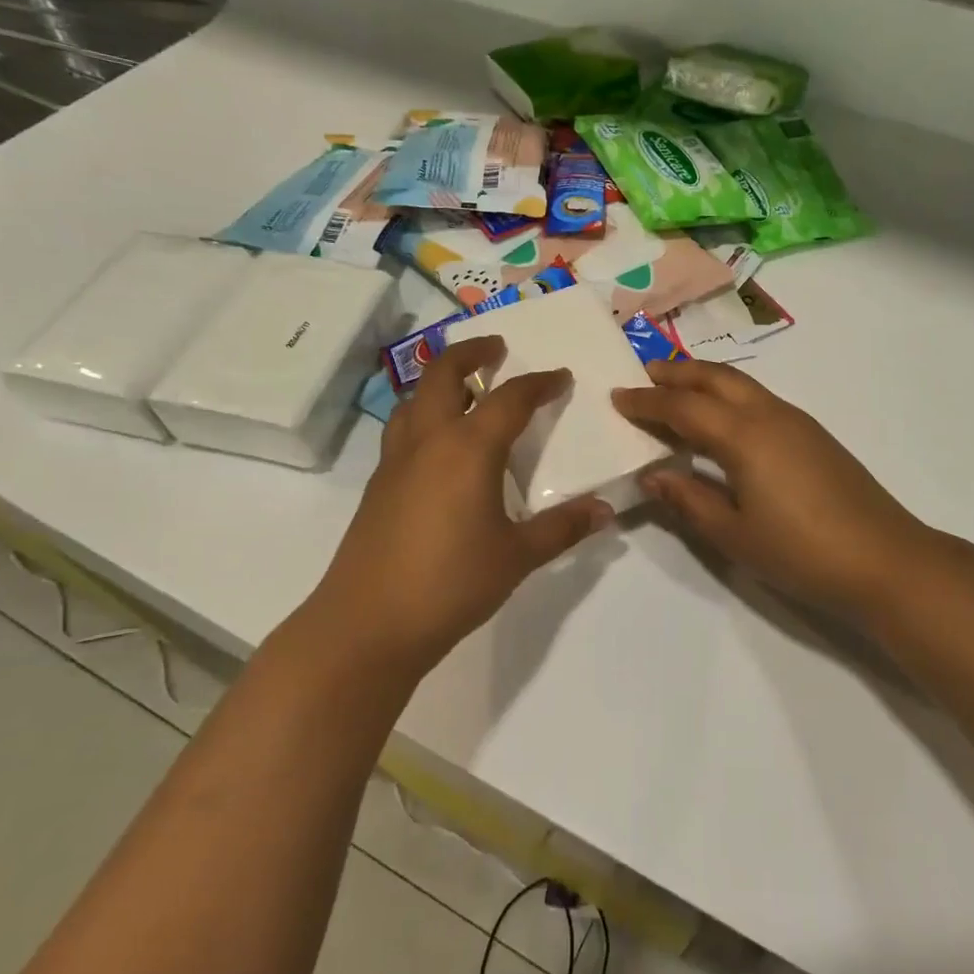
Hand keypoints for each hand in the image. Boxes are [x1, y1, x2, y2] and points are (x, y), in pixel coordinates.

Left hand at [315, 336, 612, 678]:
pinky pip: (403, 429)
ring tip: (465, 389)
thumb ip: (562, 528)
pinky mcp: (378, 486)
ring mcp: (396, 461)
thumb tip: (605, 511)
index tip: (560, 376)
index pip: (509, 399)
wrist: (367, 624)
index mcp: (468, 449)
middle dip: (472, 353)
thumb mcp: (518, 556)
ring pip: (415, 399)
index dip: (539, 383)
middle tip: (497, 349)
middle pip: (443, 374)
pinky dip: (424, 415)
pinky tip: (439, 445)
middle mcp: (429, 441)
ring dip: (440, 381)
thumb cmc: (451, 583)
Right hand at [613, 360, 932, 619]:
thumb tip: (653, 474)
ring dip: (705, 381)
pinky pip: (760, 400)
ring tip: (678, 390)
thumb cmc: (801, 552)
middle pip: (716, 379)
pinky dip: (730, 397)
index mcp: (744, 436)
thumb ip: (689, 500)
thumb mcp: (734, 534)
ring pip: (742, 385)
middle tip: (645, 374)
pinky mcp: (814, 435)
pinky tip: (723, 421)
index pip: (683, 408)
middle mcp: (769, 415)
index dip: (648, 402)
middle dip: (678, 373)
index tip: (618, 397)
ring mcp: (797, 422)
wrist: (884, 559)